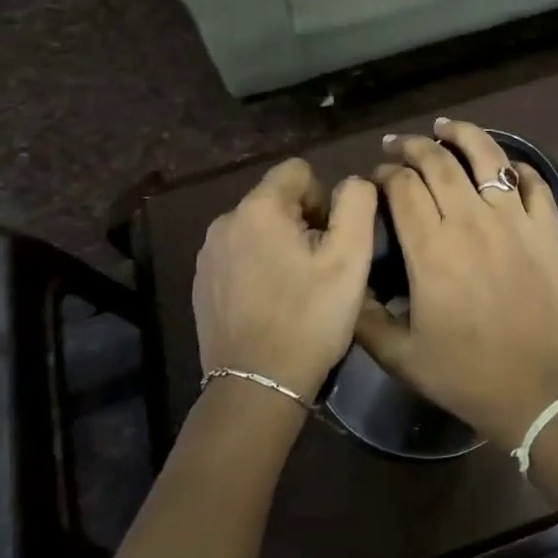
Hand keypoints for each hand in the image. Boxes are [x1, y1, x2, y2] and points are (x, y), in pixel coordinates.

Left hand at [193, 159, 377, 403]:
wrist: (257, 386)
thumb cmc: (310, 317)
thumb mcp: (350, 258)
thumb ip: (356, 202)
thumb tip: (351, 184)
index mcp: (258, 208)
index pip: (298, 171)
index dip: (323, 198)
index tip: (331, 239)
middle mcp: (225, 221)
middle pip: (277, 199)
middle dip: (303, 223)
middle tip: (319, 268)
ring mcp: (208, 254)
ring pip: (258, 228)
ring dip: (281, 245)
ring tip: (297, 287)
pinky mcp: (201, 283)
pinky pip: (239, 255)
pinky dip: (259, 267)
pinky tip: (272, 303)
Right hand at [356, 119, 557, 449]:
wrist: (538, 390)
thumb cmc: (465, 374)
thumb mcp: (399, 355)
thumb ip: (364, 317)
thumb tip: (349, 280)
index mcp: (431, 249)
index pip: (402, 187)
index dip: (385, 174)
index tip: (377, 176)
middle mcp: (471, 222)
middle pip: (439, 162)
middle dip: (413, 146)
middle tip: (400, 145)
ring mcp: (515, 221)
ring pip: (488, 158)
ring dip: (464, 134)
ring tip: (447, 126)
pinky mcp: (547, 230)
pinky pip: (534, 183)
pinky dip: (517, 167)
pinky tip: (504, 166)